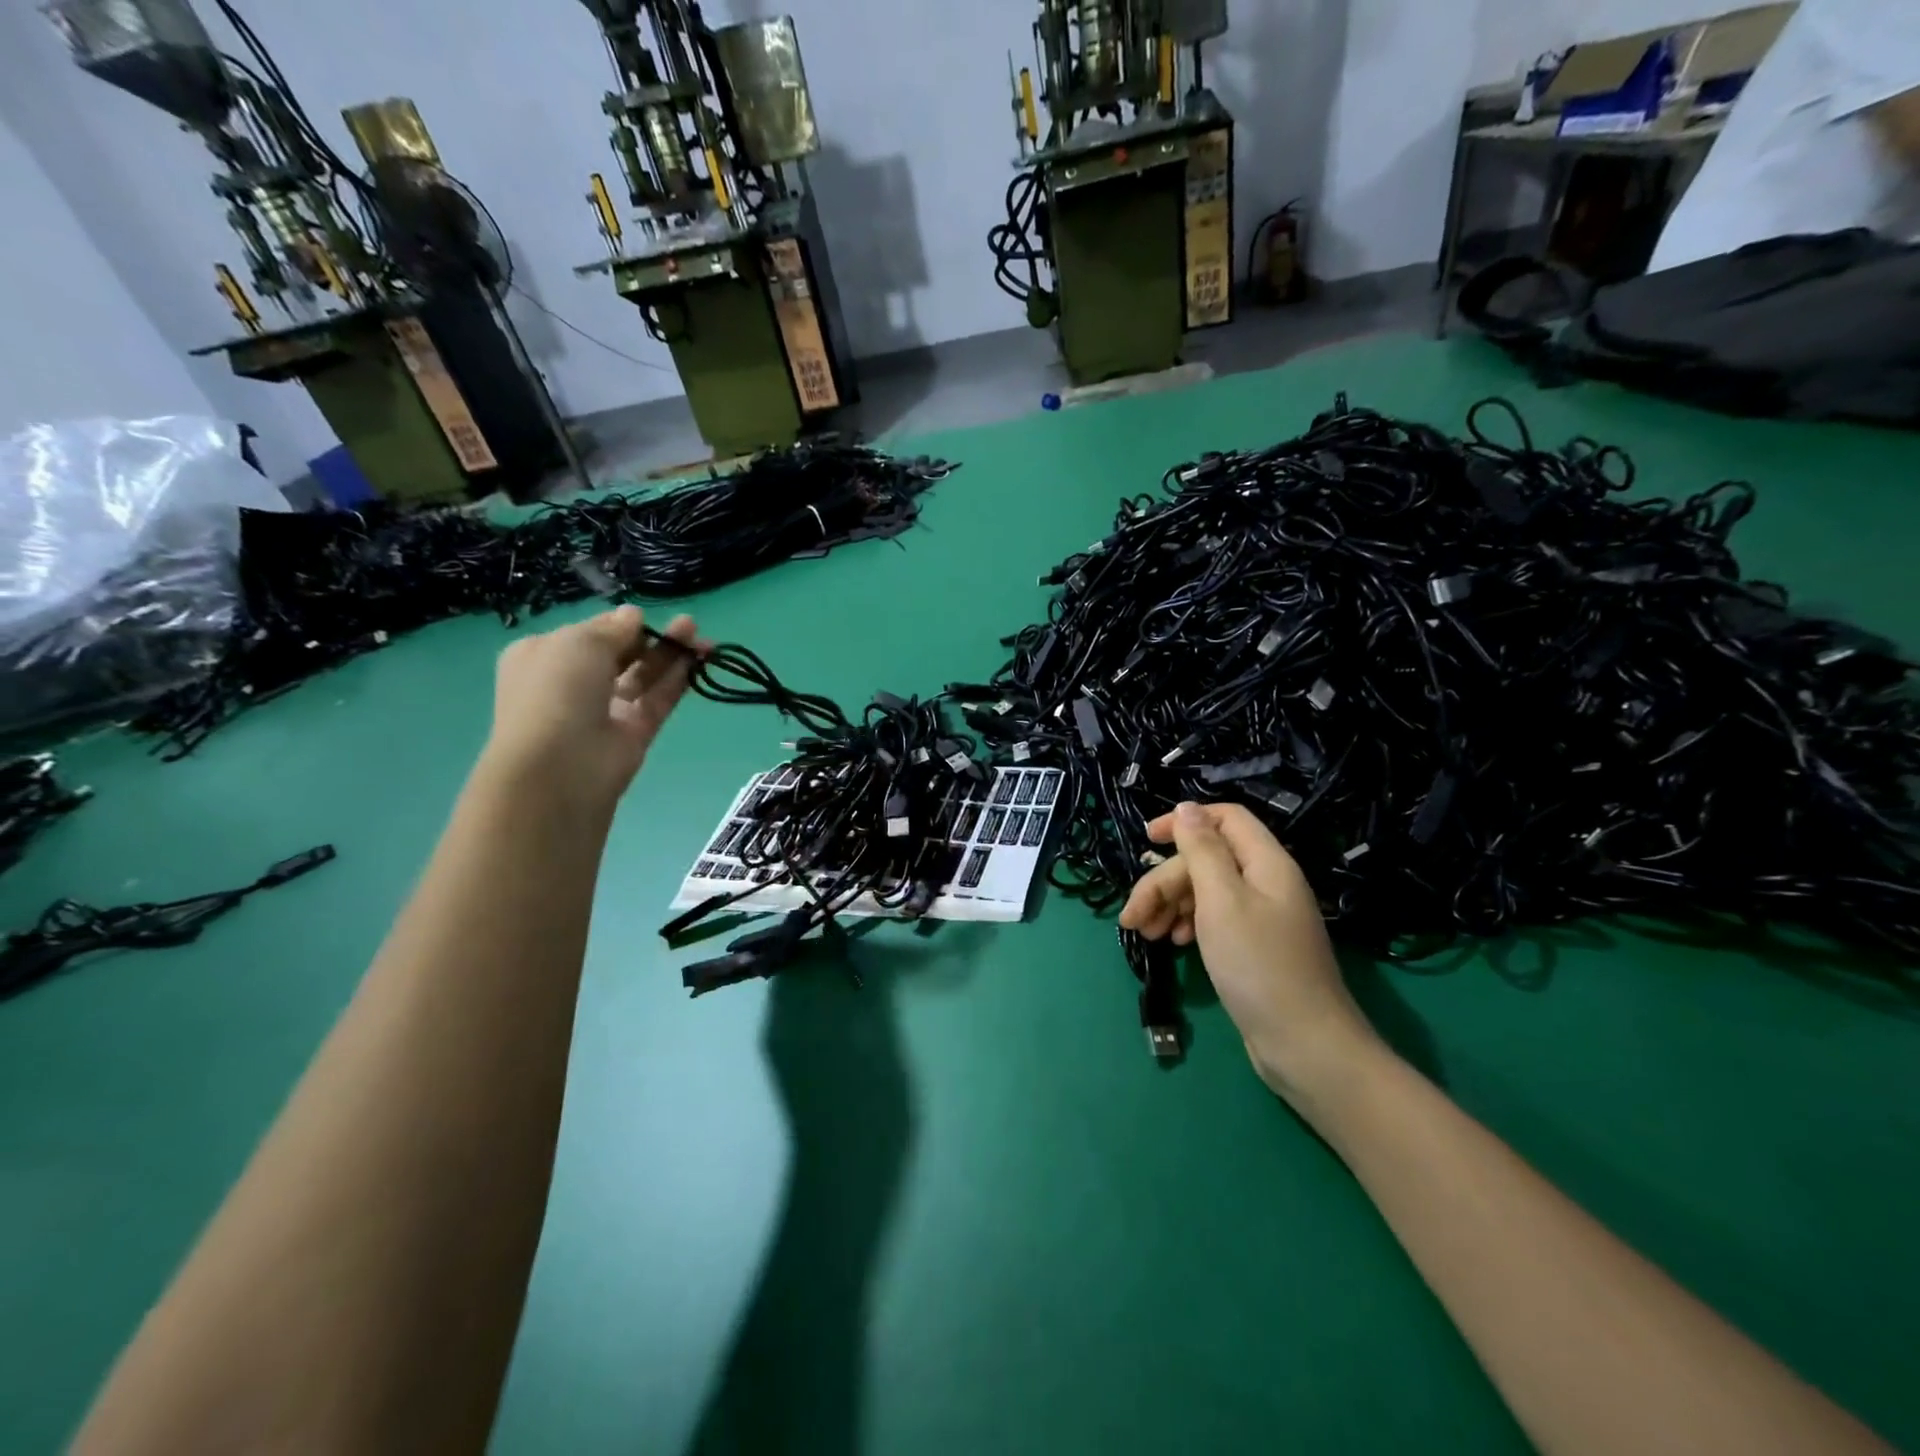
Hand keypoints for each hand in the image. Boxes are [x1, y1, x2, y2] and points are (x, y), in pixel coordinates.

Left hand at [481, 606, 703, 808]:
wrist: (559, 767)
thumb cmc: (556, 691)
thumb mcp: (579, 643)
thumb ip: (613, 628)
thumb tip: (633, 615)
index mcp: (546, 656)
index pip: (590, 634)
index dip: (620, 624)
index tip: (646, 617)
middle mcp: (574, 682)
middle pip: (622, 654)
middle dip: (652, 638)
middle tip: (689, 625)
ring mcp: (606, 711)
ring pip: (644, 676)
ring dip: (671, 655)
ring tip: (703, 638)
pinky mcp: (633, 734)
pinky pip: (657, 700)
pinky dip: (677, 681)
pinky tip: (700, 660)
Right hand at [1120, 802, 1382, 1102]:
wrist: (1305, 1044)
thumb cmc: (1258, 965)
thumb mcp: (1221, 900)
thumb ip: (1202, 850)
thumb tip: (1186, 807)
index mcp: (1265, 862)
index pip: (1225, 818)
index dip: (1184, 822)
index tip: (1146, 840)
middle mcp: (1266, 882)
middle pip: (1206, 860)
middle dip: (1164, 882)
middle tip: (1132, 917)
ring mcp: (1262, 916)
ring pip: (1206, 891)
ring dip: (1170, 905)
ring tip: (1144, 934)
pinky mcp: (1255, 946)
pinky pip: (1215, 918)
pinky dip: (1188, 924)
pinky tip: (1172, 942)